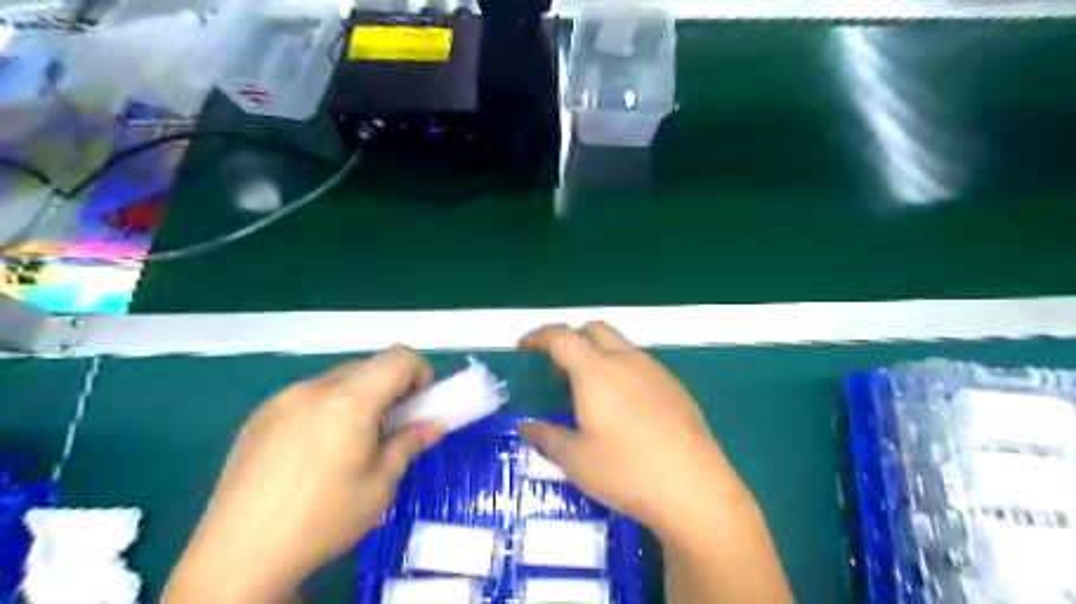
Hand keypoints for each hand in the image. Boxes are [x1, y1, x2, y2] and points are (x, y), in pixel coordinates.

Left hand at [161, 348, 445, 602]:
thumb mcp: (380, 485)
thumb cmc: (323, 520)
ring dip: (357, 397)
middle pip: (368, 366)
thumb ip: (410, 443)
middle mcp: (316, 388)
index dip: (419, 372)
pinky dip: (326, 408)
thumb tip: (435, 423)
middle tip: (389, 426)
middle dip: (389, 387)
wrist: (237, 557)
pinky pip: (307, 396)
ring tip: (349, 442)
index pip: (399, 358)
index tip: (419, 404)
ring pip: (337, 380)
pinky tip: (313, 452)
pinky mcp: (259, 415)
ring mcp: (283, 399)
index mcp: (351, 402)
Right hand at [516, 327, 749, 541]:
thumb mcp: (575, 460)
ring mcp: (655, 371)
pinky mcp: (675, 387)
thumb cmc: (626, 471)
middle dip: (571, 340)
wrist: (694, 487)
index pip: (561, 337)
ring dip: (598, 355)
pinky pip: (640, 365)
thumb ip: (546, 437)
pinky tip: (624, 409)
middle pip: (594, 330)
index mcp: (595, 371)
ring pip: (620, 346)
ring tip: (590, 393)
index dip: (538, 337)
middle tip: (558, 371)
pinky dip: (621, 371)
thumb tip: (526, 426)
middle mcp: (626, 360)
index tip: (524, 348)